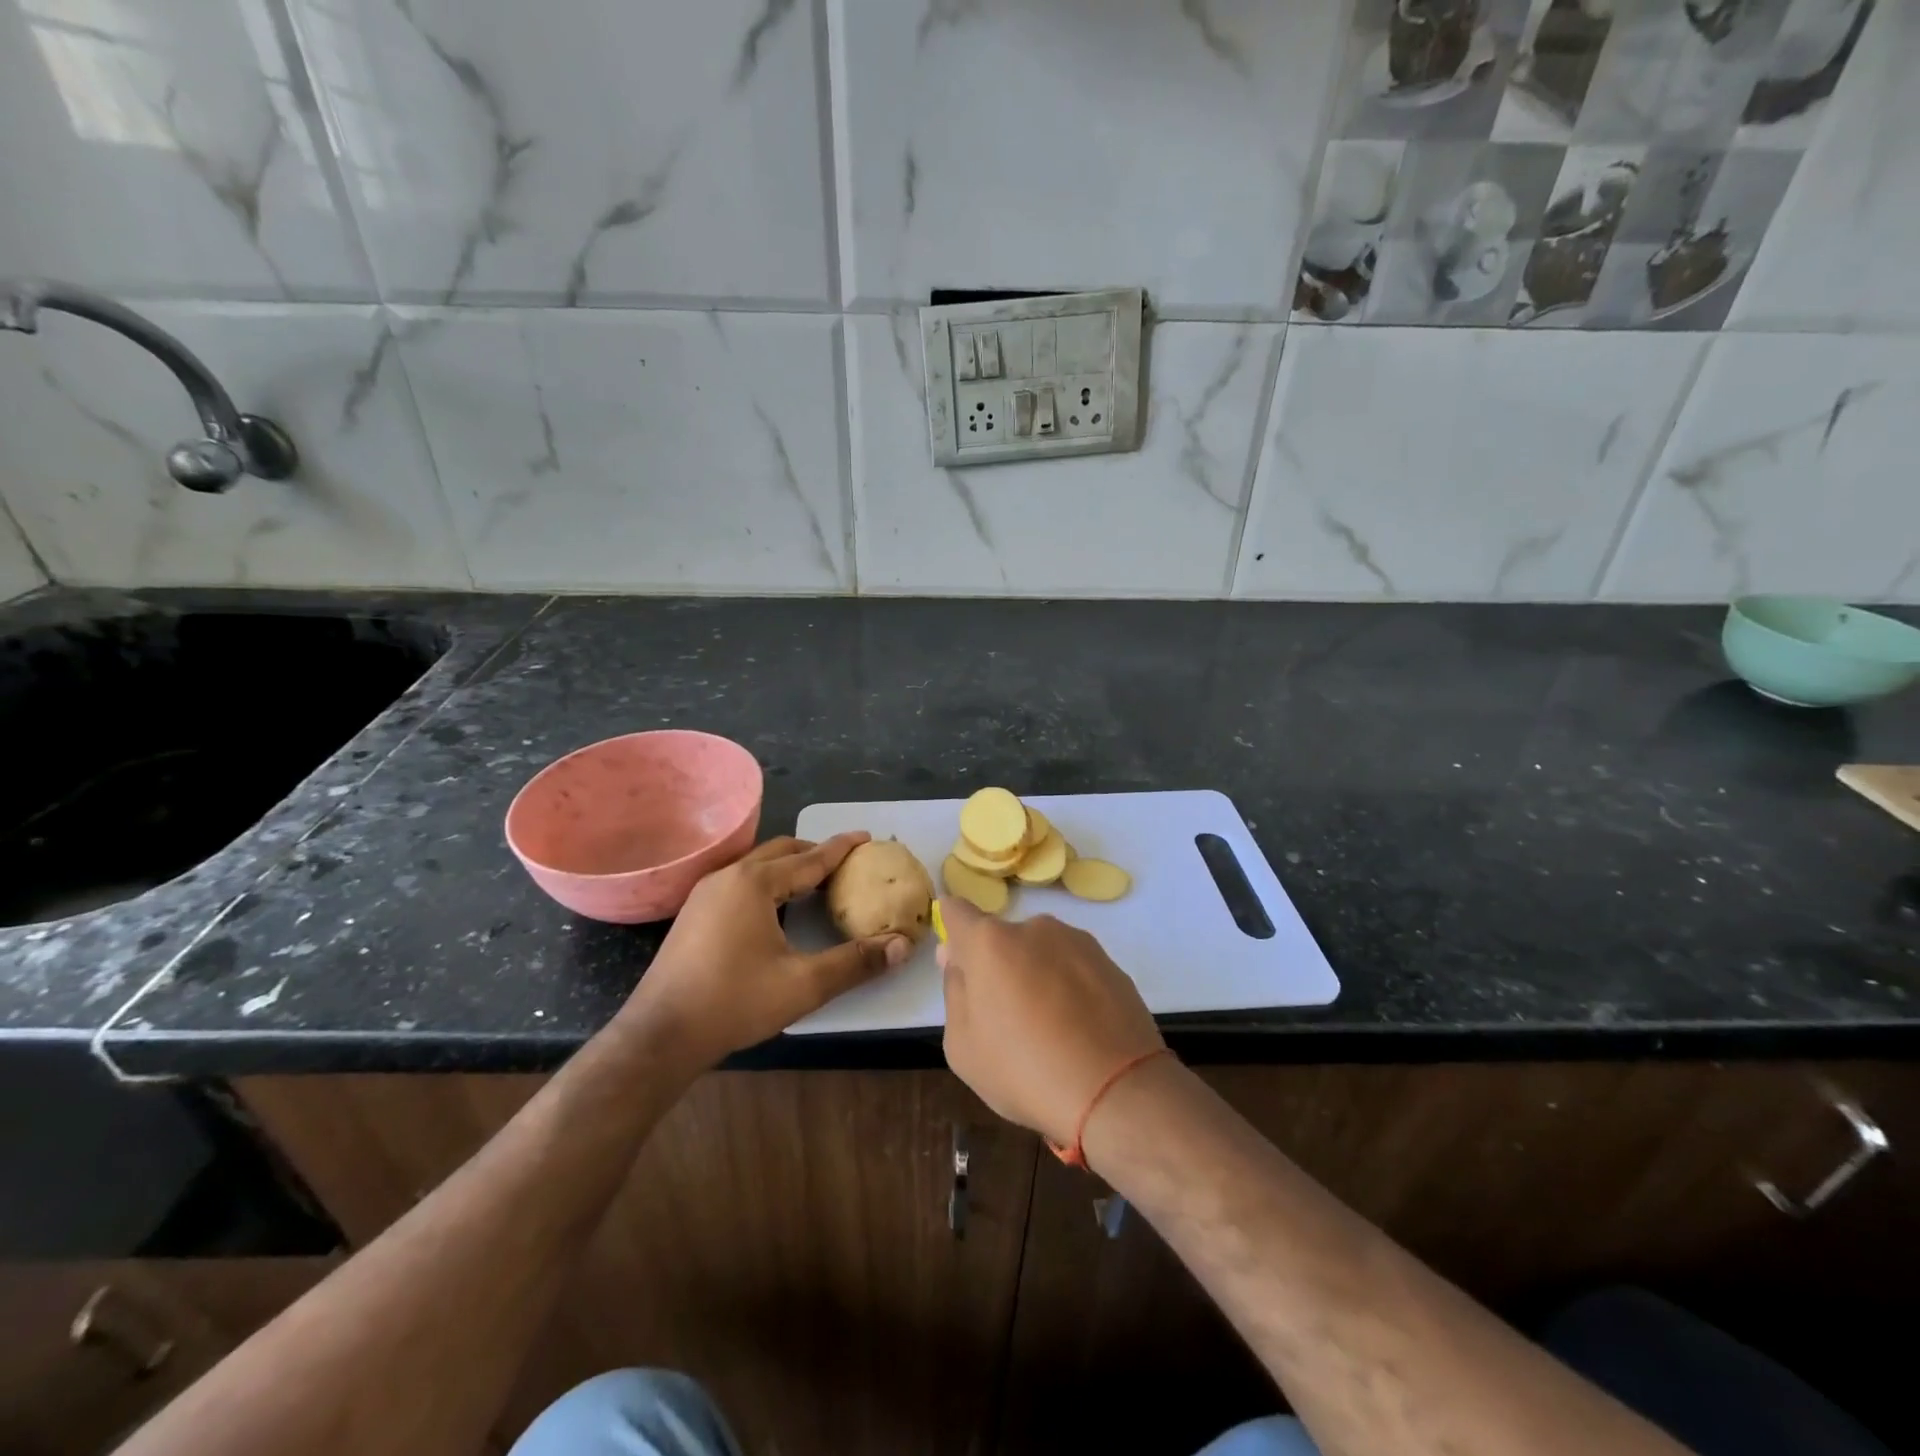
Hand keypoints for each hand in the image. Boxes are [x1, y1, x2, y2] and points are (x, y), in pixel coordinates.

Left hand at [628, 834, 911, 1064]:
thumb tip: (902, 946)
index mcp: (755, 883)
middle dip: (814, 851)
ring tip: (815, 880)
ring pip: (757, 866)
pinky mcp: (694, 913)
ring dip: (788, 866)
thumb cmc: (734, 1002)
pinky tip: (776, 907)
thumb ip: (855, 962)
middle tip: (844, 862)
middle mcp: (728, 876)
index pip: (810, 857)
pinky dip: (768, 881)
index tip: (867, 838)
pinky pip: (740, 881)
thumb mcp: (803, 984)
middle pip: (781, 851)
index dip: (841, 848)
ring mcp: (705, 893)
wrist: (660, 1035)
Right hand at [937, 898, 1163, 1147]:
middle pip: (1001, 939)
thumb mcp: (963, 1046)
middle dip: (997, 967)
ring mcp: (1077, 941)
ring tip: (1050, 1030)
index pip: (956, 911)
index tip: (960, 967)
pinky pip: (1073, 968)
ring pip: (1040, 952)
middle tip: (1007, 1018)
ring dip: (1035, 976)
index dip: (953, 934)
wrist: (1117, 1091)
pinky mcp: (1109, 962)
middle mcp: (1034, 928)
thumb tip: (956, 958)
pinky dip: (1068, 988)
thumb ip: (954, 991)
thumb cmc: (1025, 1071)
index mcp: (990, 942)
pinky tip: (1078, 1030)